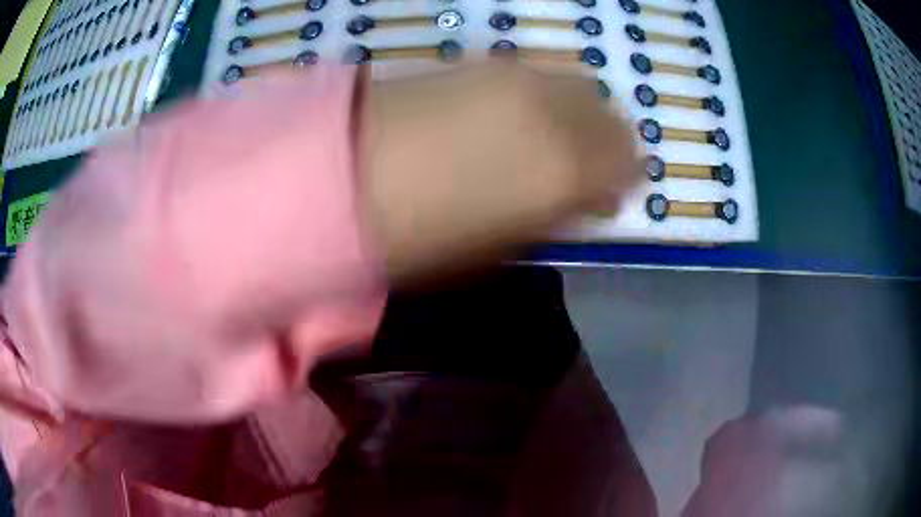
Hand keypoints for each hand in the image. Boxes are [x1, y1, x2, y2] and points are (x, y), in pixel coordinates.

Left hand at [357, 62, 639, 281]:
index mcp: (566, 172)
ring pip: (580, 86)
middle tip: (593, 165)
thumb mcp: (501, 246)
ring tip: (557, 135)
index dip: (626, 178)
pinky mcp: (482, 64)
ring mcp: (518, 79)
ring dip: (582, 112)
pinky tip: (521, 112)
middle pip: (612, 119)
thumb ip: (556, 215)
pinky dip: (548, 93)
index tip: (612, 193)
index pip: (628, 165)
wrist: (342, 174)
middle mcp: (555, 114)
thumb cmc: (421, 234)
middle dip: (612, 143)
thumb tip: (585, 200)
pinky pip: (539, 74)